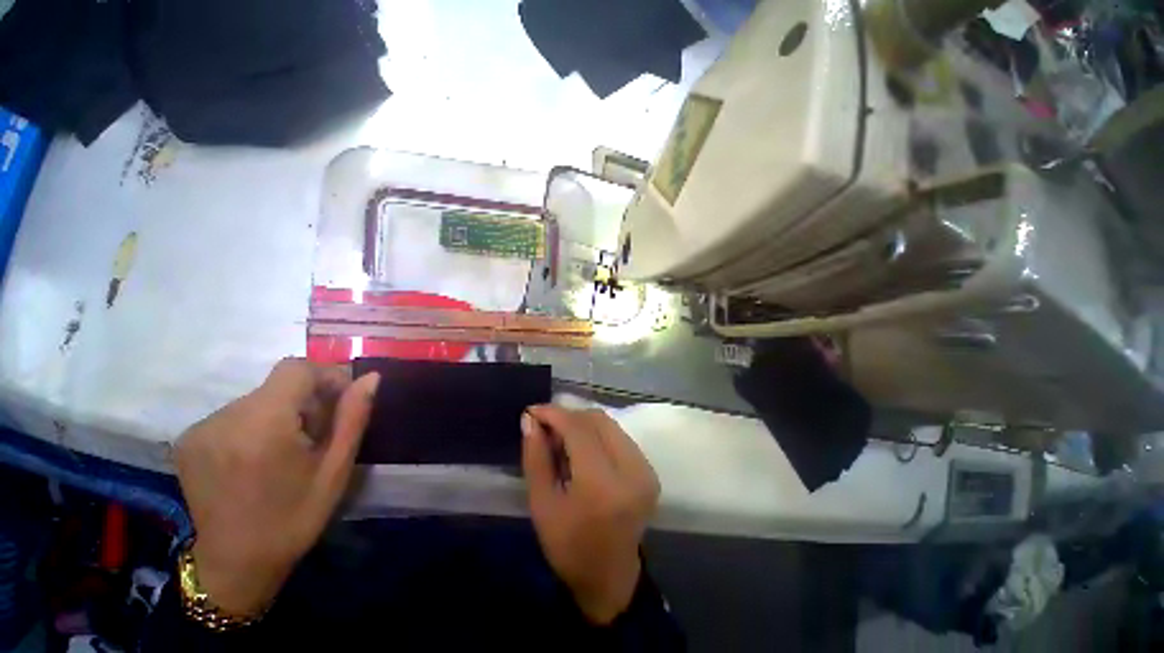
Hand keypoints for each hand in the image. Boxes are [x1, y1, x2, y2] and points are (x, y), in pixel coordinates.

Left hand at [175, 358, 379, 614]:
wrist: (234, 565)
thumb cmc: (294, 517)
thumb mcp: (336, 468)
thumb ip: (353, 416)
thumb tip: (370, 377)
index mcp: (261, 427)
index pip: (296, 369)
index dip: (325, 377)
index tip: (338, 405)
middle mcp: (222, 420)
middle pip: (277, 384)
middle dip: (306, 400)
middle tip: (317, 437)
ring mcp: (199, 429)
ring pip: (258, 397)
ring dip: (282, 413)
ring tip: (288, 450)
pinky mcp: (188, 439)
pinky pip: (236, 412)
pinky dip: (257, 424)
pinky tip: (260, 457)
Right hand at [521, 406, 659, 624]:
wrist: (610, 577)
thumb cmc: (569, 547)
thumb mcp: (542, 504)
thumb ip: (535, 457)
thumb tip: (530, 419)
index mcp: (603, 486)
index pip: (579, 430)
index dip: (555, 414)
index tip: (533, 411)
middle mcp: (632, 471)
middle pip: (597, 420)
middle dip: (568, 416)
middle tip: (546, 427)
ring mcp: (645, 469)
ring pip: (609, 424)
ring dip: (582, 423)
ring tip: (561, 437)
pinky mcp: (649, 469)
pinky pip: (618, 435)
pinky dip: (596, 433)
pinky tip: (582, 447)